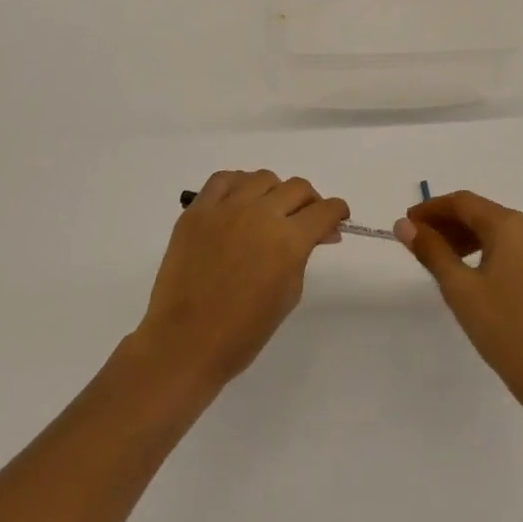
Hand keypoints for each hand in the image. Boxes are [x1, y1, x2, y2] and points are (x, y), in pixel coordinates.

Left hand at [134, 170, 347, 390]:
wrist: (185, 342)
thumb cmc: (243, 332)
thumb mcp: (288, 294)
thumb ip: (303, 256)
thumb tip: (318, 234)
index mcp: (288, 240)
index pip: (324, 210)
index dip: (337, 212)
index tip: (337, 219)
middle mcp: (260, 214)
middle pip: (297, 187)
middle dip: (310, 201)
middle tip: (306, 219)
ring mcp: (225, 208)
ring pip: (263, 178)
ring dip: (275, 191)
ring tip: (270, 210)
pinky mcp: (197, 211)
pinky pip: (223, 180)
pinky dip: (238, 184)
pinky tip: (240, 200)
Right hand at [395, 191, 522, 415]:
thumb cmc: (502, 327)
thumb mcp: (459, 287)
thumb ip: (431, 250)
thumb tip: (404, 225)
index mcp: (510, 225)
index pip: (463, 202)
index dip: (431, 208)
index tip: (406, 223)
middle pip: (480, 213)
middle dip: (446, 223)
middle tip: (416, 240)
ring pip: (494, 230)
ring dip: (462, 237)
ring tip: (435, 256)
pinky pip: (507, 247)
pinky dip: (481, 250)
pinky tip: (465, 270)